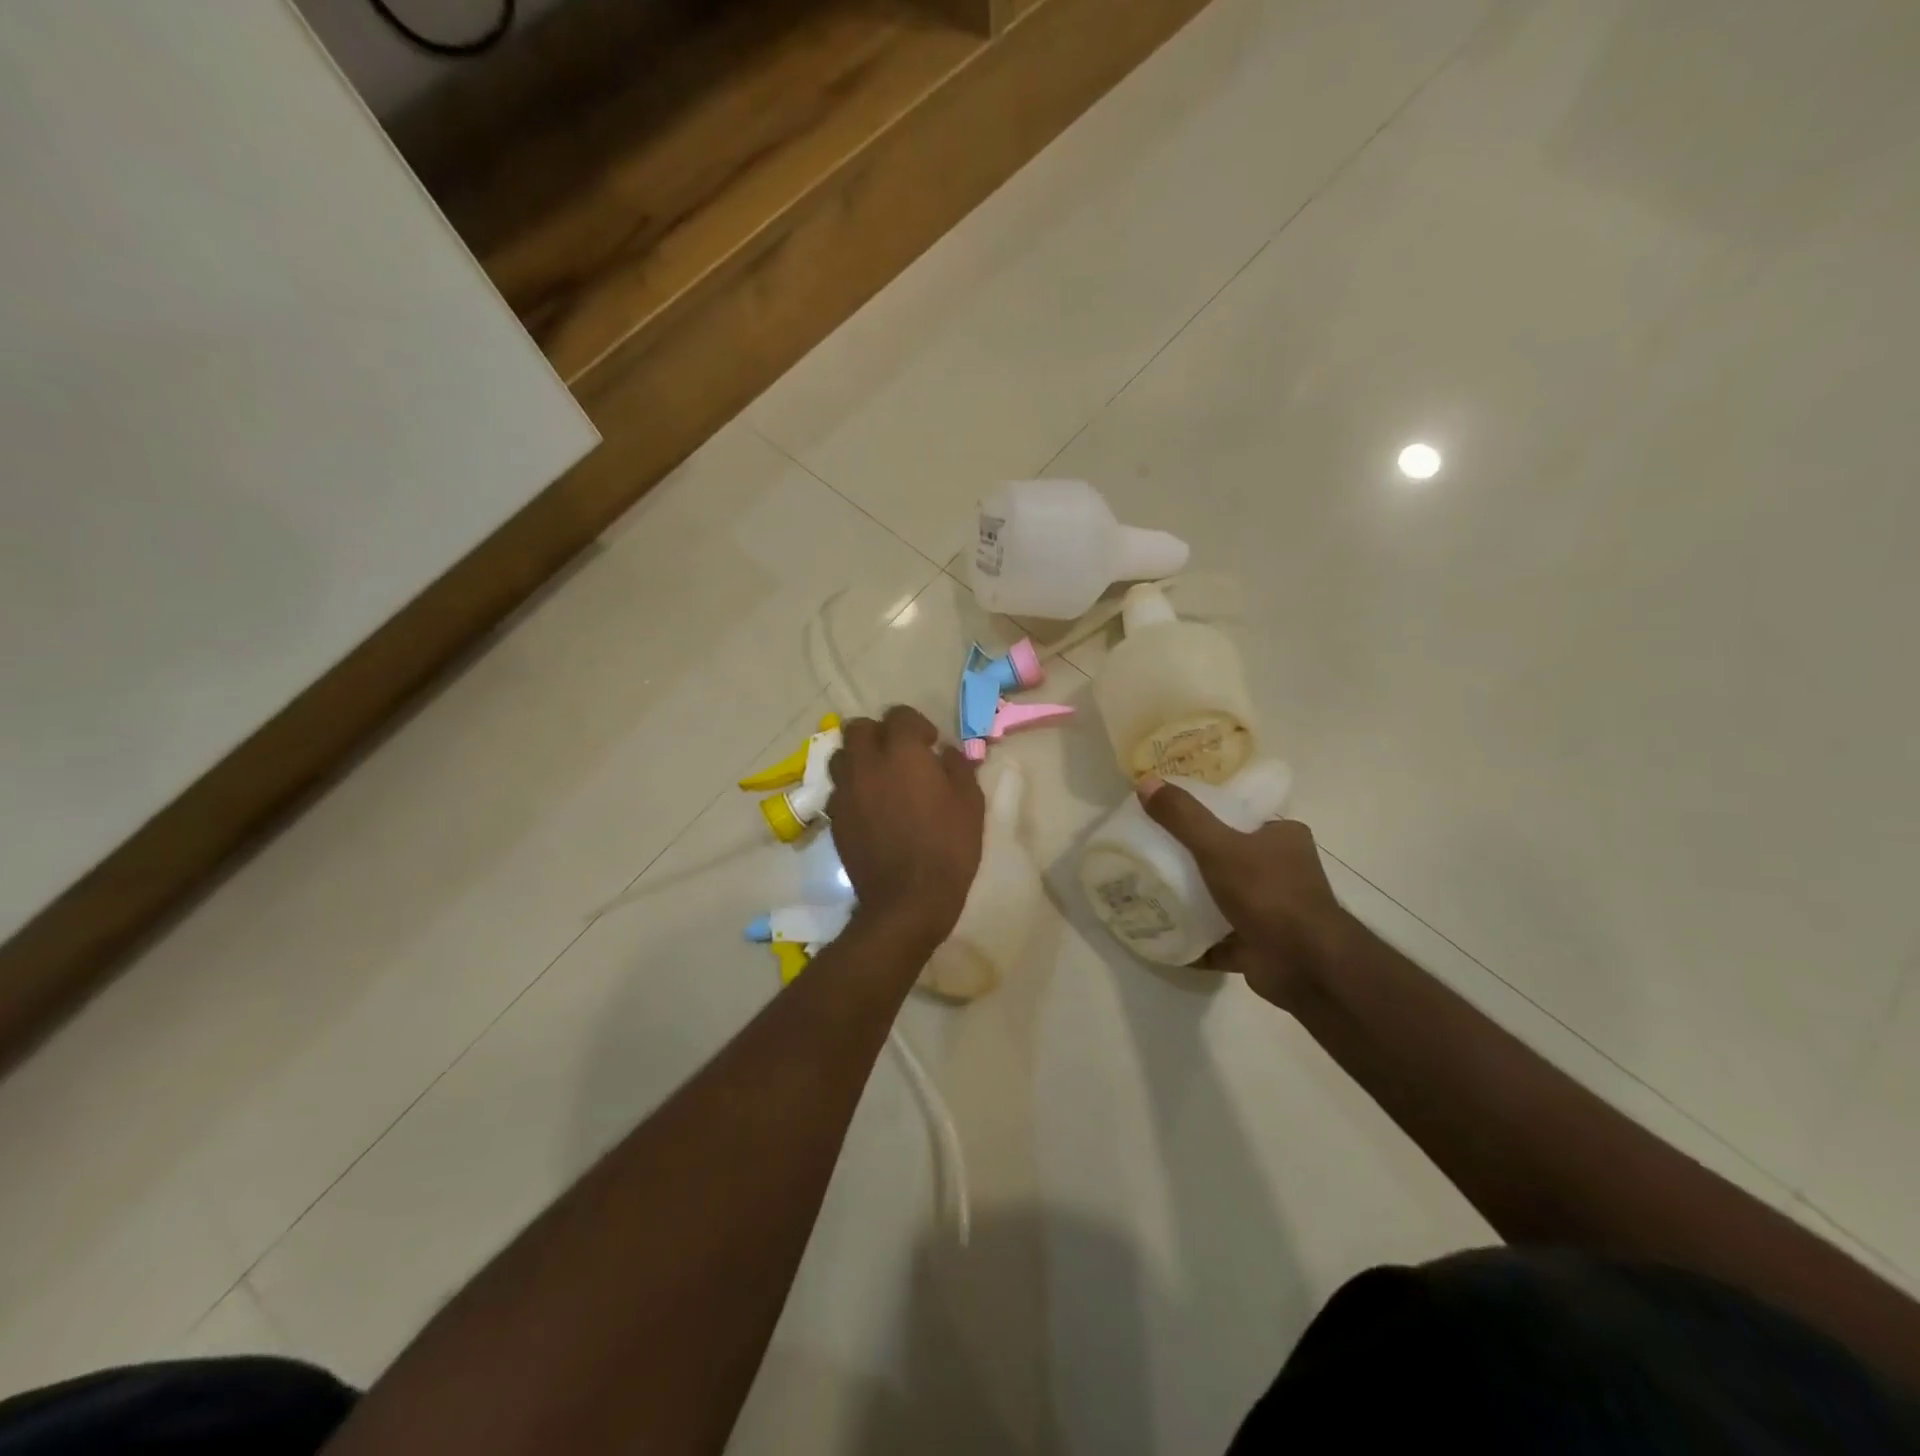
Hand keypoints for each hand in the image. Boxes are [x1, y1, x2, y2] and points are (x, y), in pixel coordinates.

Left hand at [827, 705, 984, 945]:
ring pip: (841, 755)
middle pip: (859, 728)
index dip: (916, 725)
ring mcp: (845, 790)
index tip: (930, 744)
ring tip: (879, 777)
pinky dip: (852, 787)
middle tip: (900, 755)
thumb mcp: (970, 803)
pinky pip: (838, 788)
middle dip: (879, 733)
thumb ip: (957, 767)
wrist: (908, 899)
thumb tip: (946, 752)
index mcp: (902, 752)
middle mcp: (866, 763)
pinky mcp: (834, 817)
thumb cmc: (947, 847)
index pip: (899, 715)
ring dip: (859, 757)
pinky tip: (870, 806)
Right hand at [1136, 774, 1349, 1008]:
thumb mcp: (1219, 846)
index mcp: (1283, 838)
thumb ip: (1183, 816)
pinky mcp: (1260, 944)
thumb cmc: (1268, 894)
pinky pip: (1220, 938)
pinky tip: (1163, 936)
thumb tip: (1145, 782)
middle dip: (1194, 861)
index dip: (1206, 816)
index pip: (1240, 817)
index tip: (1169, 820)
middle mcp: (1283, 871)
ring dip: (1194, 900)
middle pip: (1229, 857)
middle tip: (1154, 856)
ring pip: (1225, 899)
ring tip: (1152, 893)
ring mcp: (1273, 911)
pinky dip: (1196, 939)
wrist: (1305, 965)